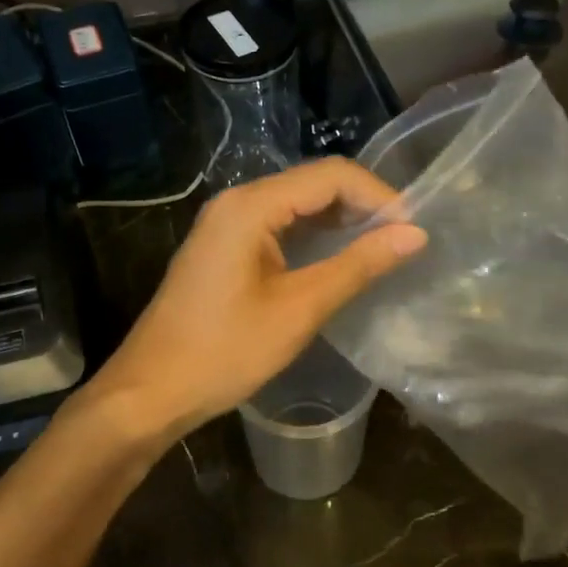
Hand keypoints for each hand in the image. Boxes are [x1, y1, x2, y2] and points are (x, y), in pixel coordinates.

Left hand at [88, 159, 425, 441]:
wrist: (152, 391)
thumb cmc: (225, 351)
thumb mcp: (300, 308)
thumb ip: (358, 265)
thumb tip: (415, 234)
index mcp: (251, 206)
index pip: (330, 175)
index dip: (378, 195)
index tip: (413, 229)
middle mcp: (237, 201)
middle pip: (313, 183)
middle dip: (362, 204)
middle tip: (403, 239)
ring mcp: (226, 223)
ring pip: (297, 204)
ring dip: (340, 219)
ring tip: (382, 247)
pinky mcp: (225, 246)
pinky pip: (279, 224)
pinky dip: (314, 235)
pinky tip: (339, 257)